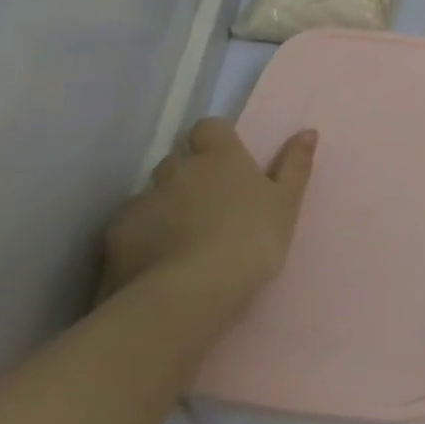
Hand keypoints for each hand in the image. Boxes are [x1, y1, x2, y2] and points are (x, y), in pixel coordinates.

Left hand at [102, 118, 314, 321]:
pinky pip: (129, 226)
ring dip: (163, 207)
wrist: (190, 295)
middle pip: (178, 160)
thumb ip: (294, 165)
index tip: (227, 167)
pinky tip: (153, 263)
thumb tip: (308, 131)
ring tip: (179, 242)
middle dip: (188, 177)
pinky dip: (140, 237)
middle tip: (207, 209)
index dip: (215, 143)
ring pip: (152, 194)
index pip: (209, 128)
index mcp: (219, 155)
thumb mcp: (285, 204)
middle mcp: (177, 167)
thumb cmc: (250, 241)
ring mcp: (143, 199)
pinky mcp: (116, 234)